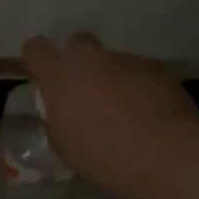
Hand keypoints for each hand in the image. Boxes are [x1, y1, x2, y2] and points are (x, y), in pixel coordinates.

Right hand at [20, 33, 198, 192]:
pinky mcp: (157, 69)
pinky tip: (152, 115)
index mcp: (60, 77)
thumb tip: (63, 112)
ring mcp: (127, 60)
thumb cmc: (102, 156)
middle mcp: (91, 60)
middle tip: (87, 91)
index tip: (43, 76)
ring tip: (128, 112)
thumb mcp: (64, 145)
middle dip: (80, 61)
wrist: (163, 154)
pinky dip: (142, 88)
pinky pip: (142, 73)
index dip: (38, 59)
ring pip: (114, 62)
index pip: (35, 49)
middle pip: (78, 43)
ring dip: (115, 79)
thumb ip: (58, 119)